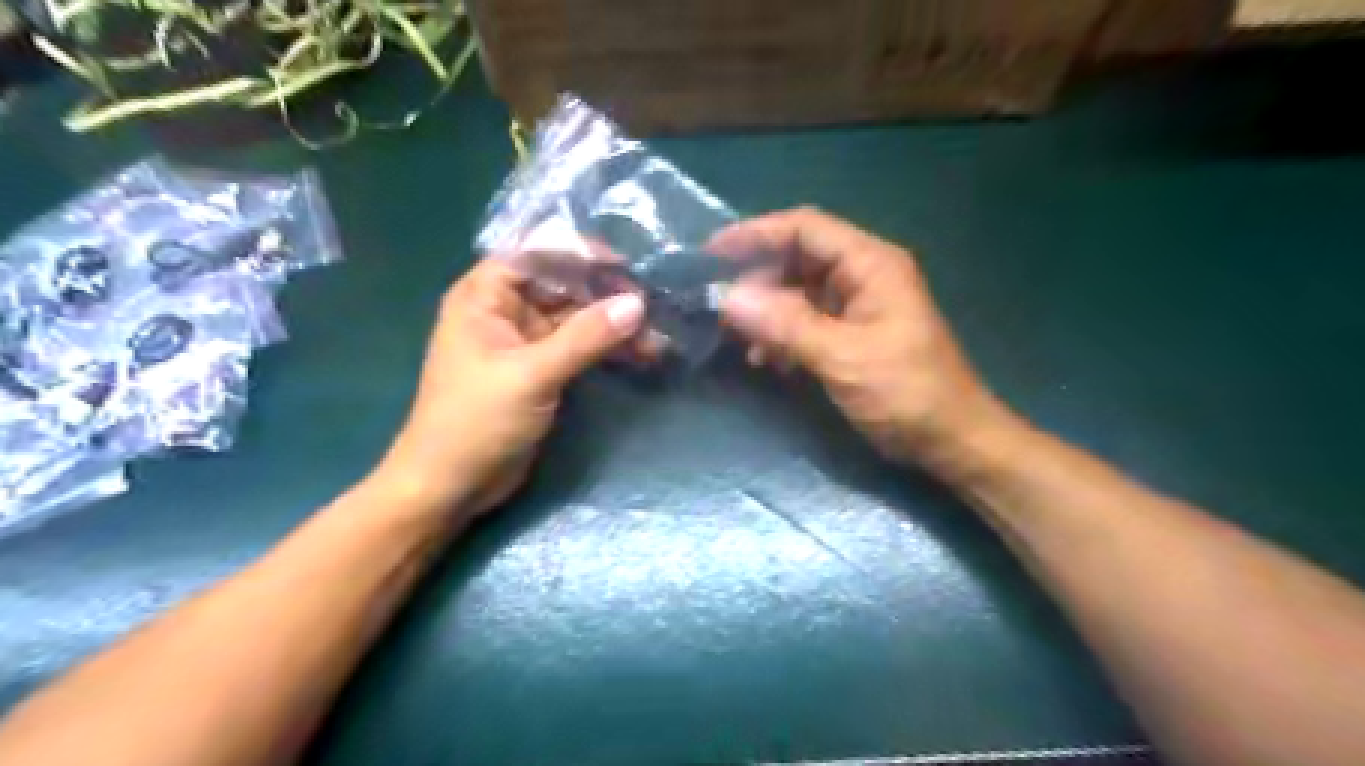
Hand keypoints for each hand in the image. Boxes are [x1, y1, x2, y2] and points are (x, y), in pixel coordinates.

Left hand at [374, 260, 645, 517]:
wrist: (451, 485)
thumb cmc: (476, 421)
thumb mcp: (532, 375)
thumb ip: (585, 337)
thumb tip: (637, 304)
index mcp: (485, 296)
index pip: (537, 255)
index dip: (580, 254)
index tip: (626, 266)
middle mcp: (505, 311)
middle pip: (562, 285)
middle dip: (606, 294)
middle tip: (652, 305)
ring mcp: (525, 341)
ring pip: (576, 319)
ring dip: (613, 325)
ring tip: (656, 338)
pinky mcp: (542, 370)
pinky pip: (579, 347)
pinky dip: (607, 349)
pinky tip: (641, 355)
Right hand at [715, 207, 1012, 465]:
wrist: (951, 439)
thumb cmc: (905, 393)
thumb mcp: (842, 357)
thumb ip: (785, 324)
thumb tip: (728, 297)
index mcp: (870, 264)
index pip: (805, 228)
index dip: (756, 233)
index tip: (712, 254)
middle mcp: (864, 275)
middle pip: (799, 258)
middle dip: (758, 279)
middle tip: (720, 305)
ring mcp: (859, 305)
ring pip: (799, 292)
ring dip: (768, 311)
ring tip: (740, 338)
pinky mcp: (854, 333)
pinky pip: (808, 320)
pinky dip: (783, 333)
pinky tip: (767, 359)